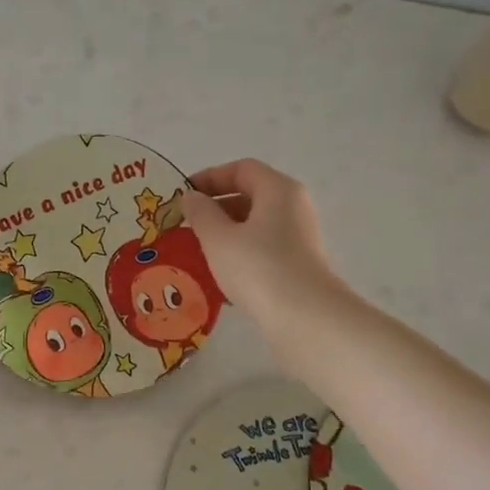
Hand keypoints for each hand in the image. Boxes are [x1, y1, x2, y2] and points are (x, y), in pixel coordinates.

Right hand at [178, 159, 337, 332]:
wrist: (305, 319)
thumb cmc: (258, 268)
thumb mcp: (218, 237)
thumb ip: (200, 212)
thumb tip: (192, 197)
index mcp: (278, 190)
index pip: (242, 169)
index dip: (210, 177)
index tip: (183, 195)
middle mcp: (293, 208)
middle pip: (250, 196)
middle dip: (215, 208)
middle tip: (186, 225)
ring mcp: (299, 239)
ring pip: (255, 227)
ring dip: (224, 235)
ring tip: (196, 253)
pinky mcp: (298, 267)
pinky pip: (262, 251)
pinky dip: (239, 257)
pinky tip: (217, 278)